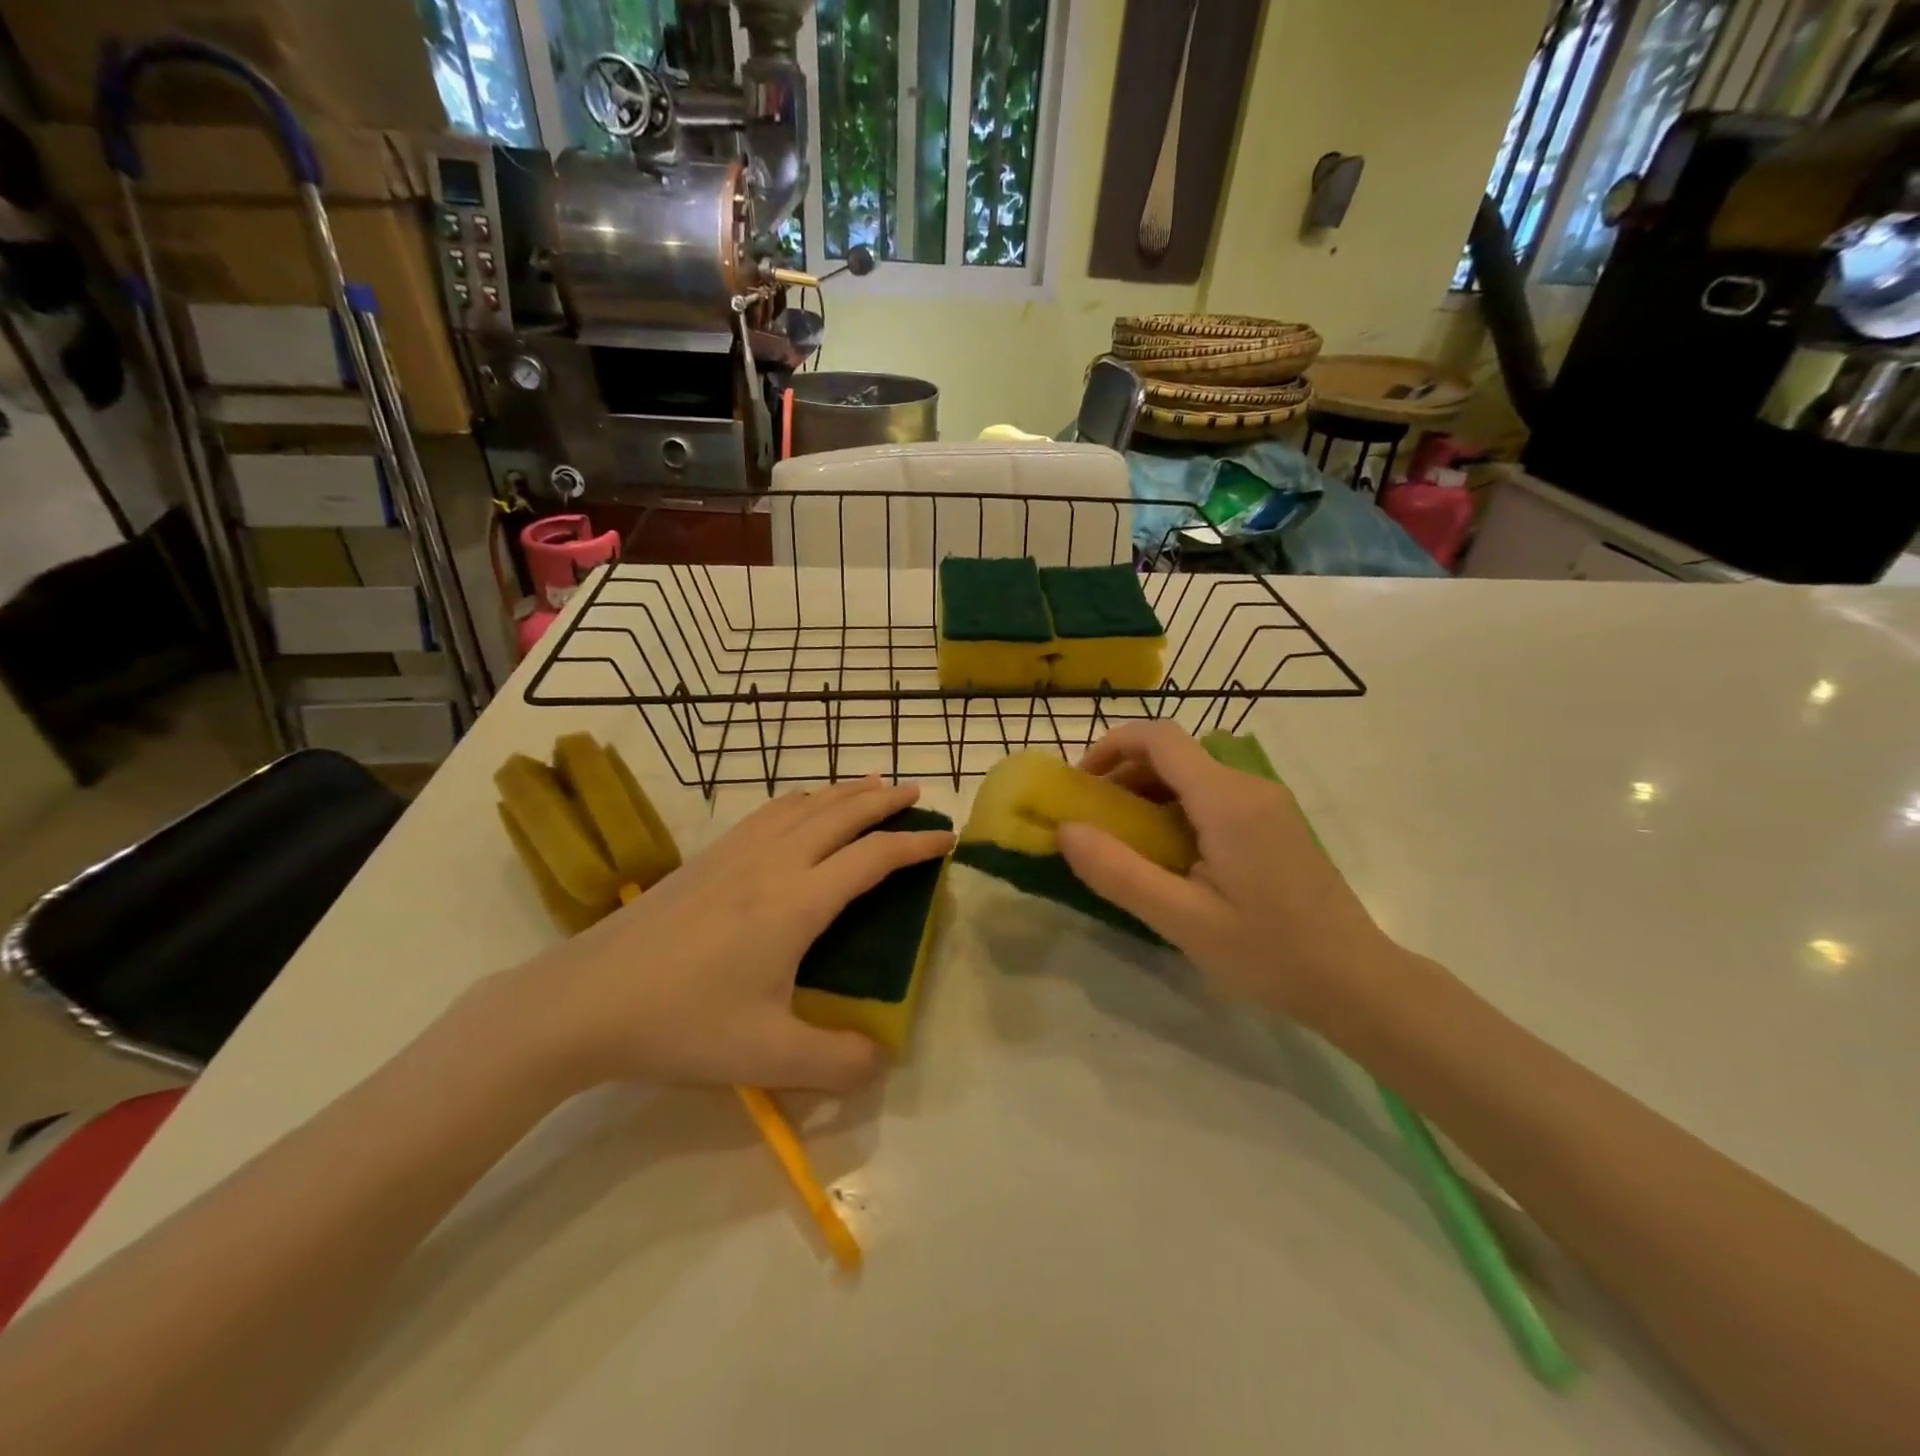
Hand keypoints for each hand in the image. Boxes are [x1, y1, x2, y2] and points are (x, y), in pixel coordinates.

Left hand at [499, 778, 952, 1096]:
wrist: (586, 999)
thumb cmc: (681, 1023)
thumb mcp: (768, 1057)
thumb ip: (837, 1063)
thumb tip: (883, 1060)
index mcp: (798, 901)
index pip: (873, 858)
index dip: (915, 846)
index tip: (947, 837)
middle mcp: (774, 863)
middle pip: (842, 813)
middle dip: (885, 800)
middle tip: (917, 794)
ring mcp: (736, 853)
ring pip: (804, 805)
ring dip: (844, 792)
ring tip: (870, 787)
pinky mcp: (707, 857)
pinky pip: (770, 812)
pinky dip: (803, 800)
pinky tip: (800, 810)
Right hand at [1056, 722, 1396, 1030]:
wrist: (1356, 982)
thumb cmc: (1269, 952)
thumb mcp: (1182, 920)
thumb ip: (1119, 873)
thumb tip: (1065, 831)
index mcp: (1227, 800)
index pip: (1159, 738)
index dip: (1111, 746)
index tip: (1079, 784)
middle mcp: (1249, 787)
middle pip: (1174, 755)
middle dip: (1124, 776)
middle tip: (1094, 823)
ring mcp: (1267, 804)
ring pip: (1193, 776)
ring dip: (1149, 795)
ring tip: (1124, 843)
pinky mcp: (1275, 824)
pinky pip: (1213, 798)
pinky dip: (1176, 810)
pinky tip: (1168, 856)